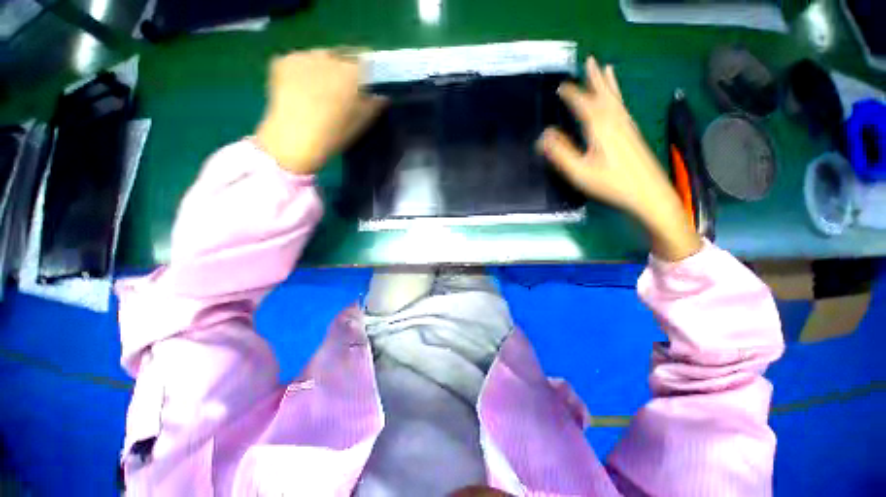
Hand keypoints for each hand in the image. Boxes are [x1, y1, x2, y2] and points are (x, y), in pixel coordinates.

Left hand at [255, 49, 385, 174]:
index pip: (367, 61)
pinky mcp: (282, 61)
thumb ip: (376, 103)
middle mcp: (328, 55)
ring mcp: (302, 55)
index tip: (369, 83)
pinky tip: (301, 89)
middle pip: (342, 55)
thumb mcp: (363, 122)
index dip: (370, 71)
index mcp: (352, 70)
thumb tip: (381, 94)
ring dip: (324, 68)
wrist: (295, 140)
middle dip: (345, 67)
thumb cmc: (335, 133)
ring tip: (320, 89)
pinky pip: (299, 61)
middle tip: (344, 88)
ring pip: (319, 56)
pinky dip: (303, 71)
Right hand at [537, 57, 700, 260]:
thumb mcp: (580, 172)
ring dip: (608, 82)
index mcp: (599, 127)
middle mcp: (615, 120)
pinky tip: (617, 98)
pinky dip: (618, 96)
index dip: (572, 93)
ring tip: (605, 67)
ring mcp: (627, 125)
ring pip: (615, 98)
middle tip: (589, 60)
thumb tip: (543, 136)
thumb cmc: (611, 184)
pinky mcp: (633, 133)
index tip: (560, 86)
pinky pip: (622, 106)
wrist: (648, 193)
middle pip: (602, 94)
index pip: (583, 104)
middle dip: (594, 78)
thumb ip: (560, 153)